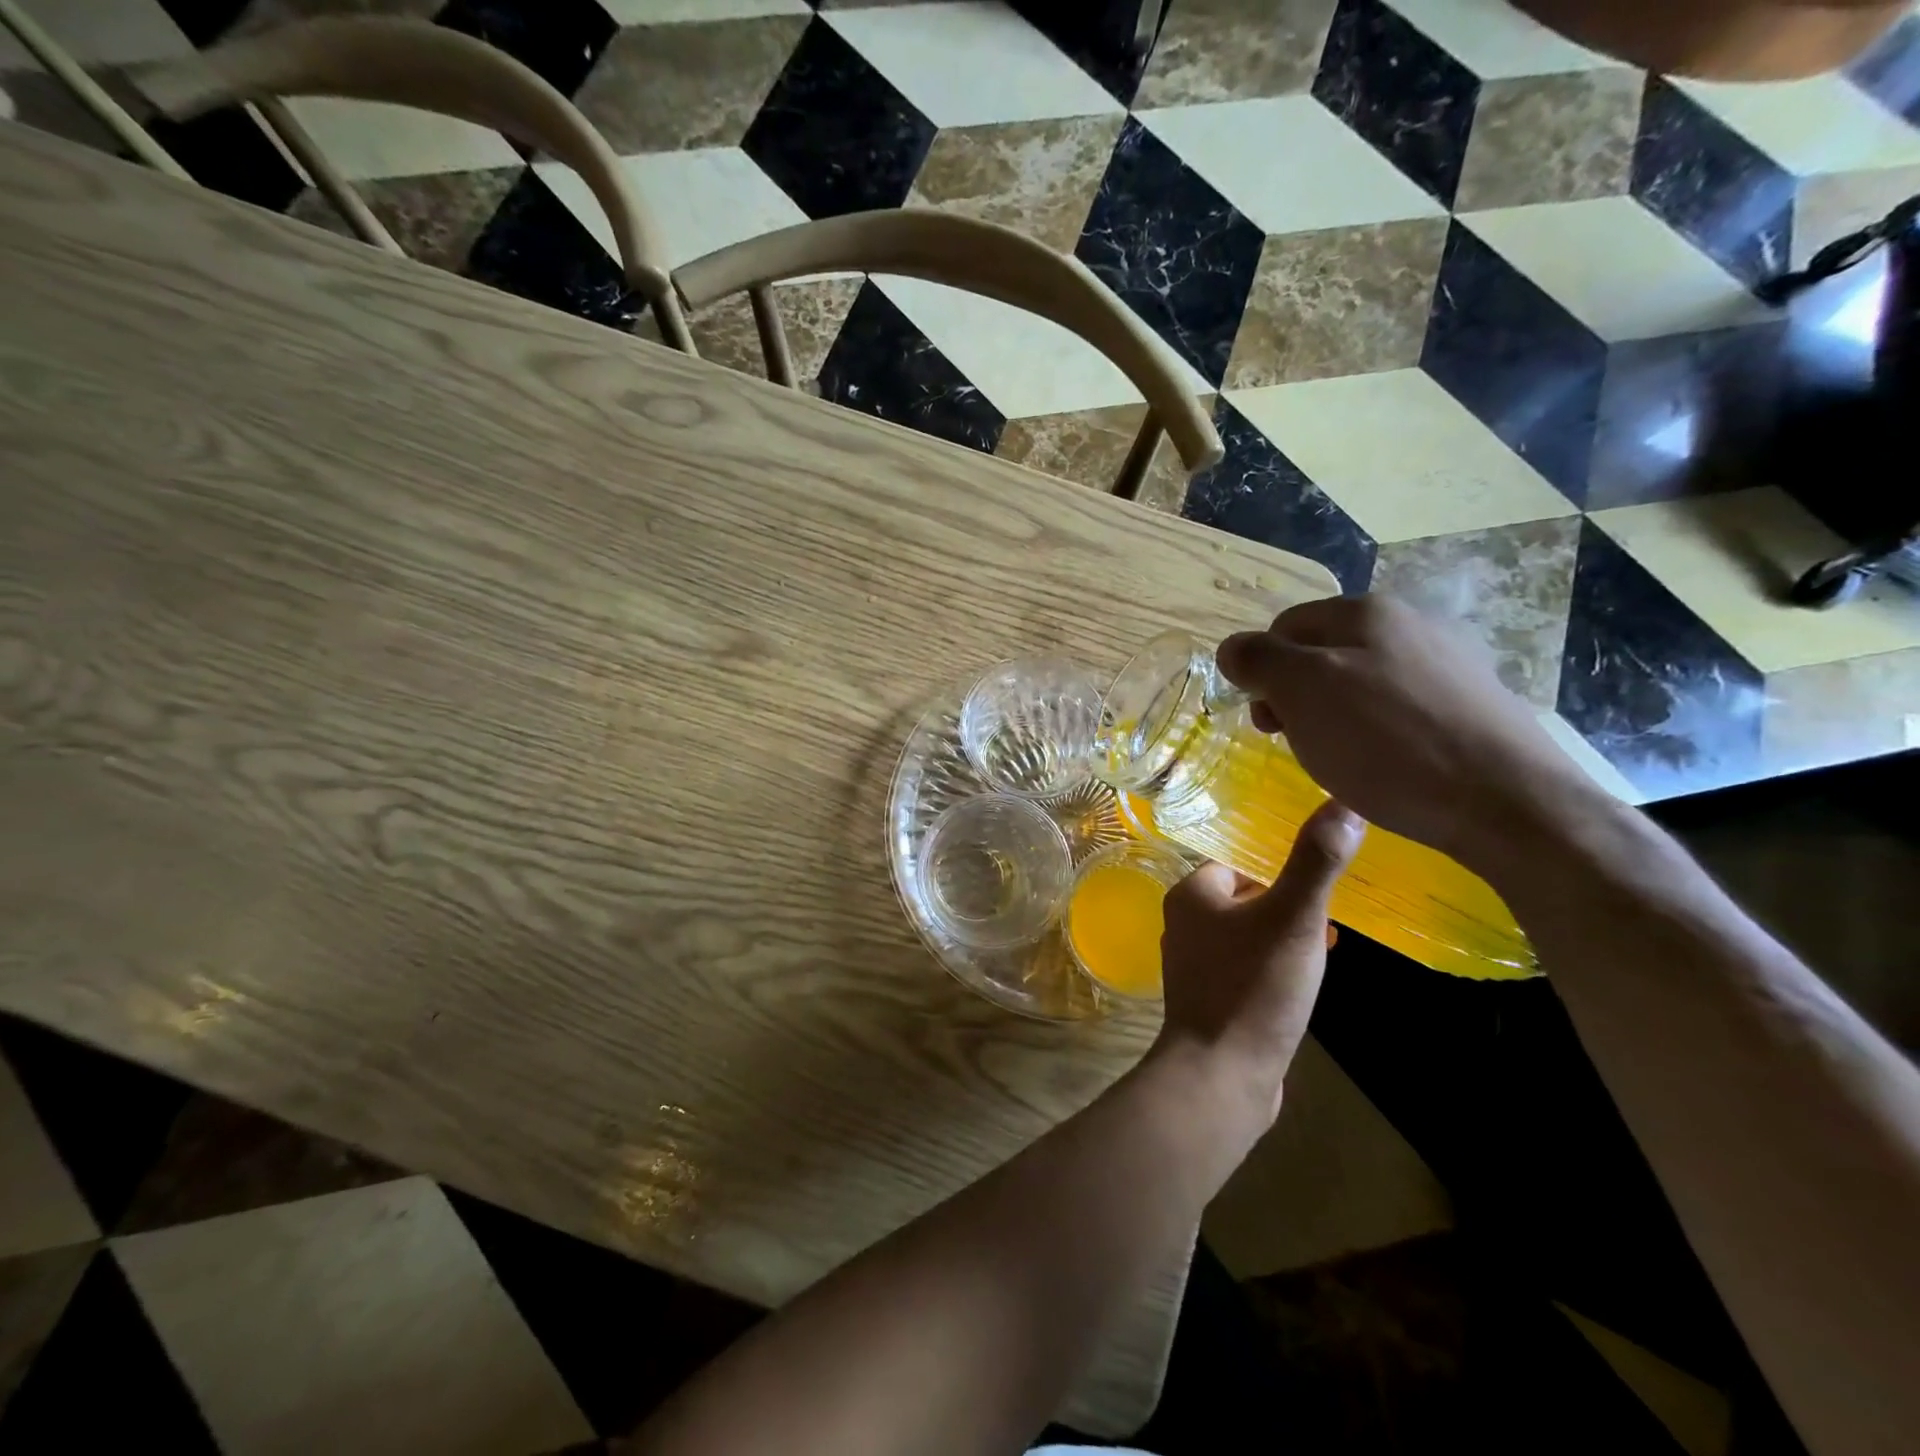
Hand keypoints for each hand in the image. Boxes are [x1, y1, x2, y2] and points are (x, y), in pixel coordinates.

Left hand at [1155, 800, 1363, 1121]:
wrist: (1222, 1075)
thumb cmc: (1254, 987)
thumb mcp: (1293, 918)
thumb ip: (1316, 862)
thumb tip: (1344, 804)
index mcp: (1192, 894)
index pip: (1238, 860)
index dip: (1280, 866)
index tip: (1320, 876)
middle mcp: (1185, 923)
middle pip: (1245, 896)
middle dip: (1287, 902)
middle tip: (1332, 912)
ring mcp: (1195, 964)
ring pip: (1248, 933)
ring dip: (1285, 935)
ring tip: (1328, 945)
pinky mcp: (1211, 998)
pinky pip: (1248, 967)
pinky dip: (1275, 966)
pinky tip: (1305, 982)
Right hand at [1216, 595, 1602, 866]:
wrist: (1508, 802)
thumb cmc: (1388, 743)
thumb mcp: (1303, 693)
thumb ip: (1259, 660)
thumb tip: (1232, 647)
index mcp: (1365, 611)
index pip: (1282, 627)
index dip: (1261, 672)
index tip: (1267, 722)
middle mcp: (1410, 622)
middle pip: (1322, 652)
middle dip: (1296, 696)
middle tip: (1298, 742)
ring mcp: (1448, 661)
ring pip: (1360, 681)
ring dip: (1334, 716)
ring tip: (1343, 759)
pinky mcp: (1472, 703)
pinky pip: (1399, 707)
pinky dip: (1378, 731)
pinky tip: (1387, 764)